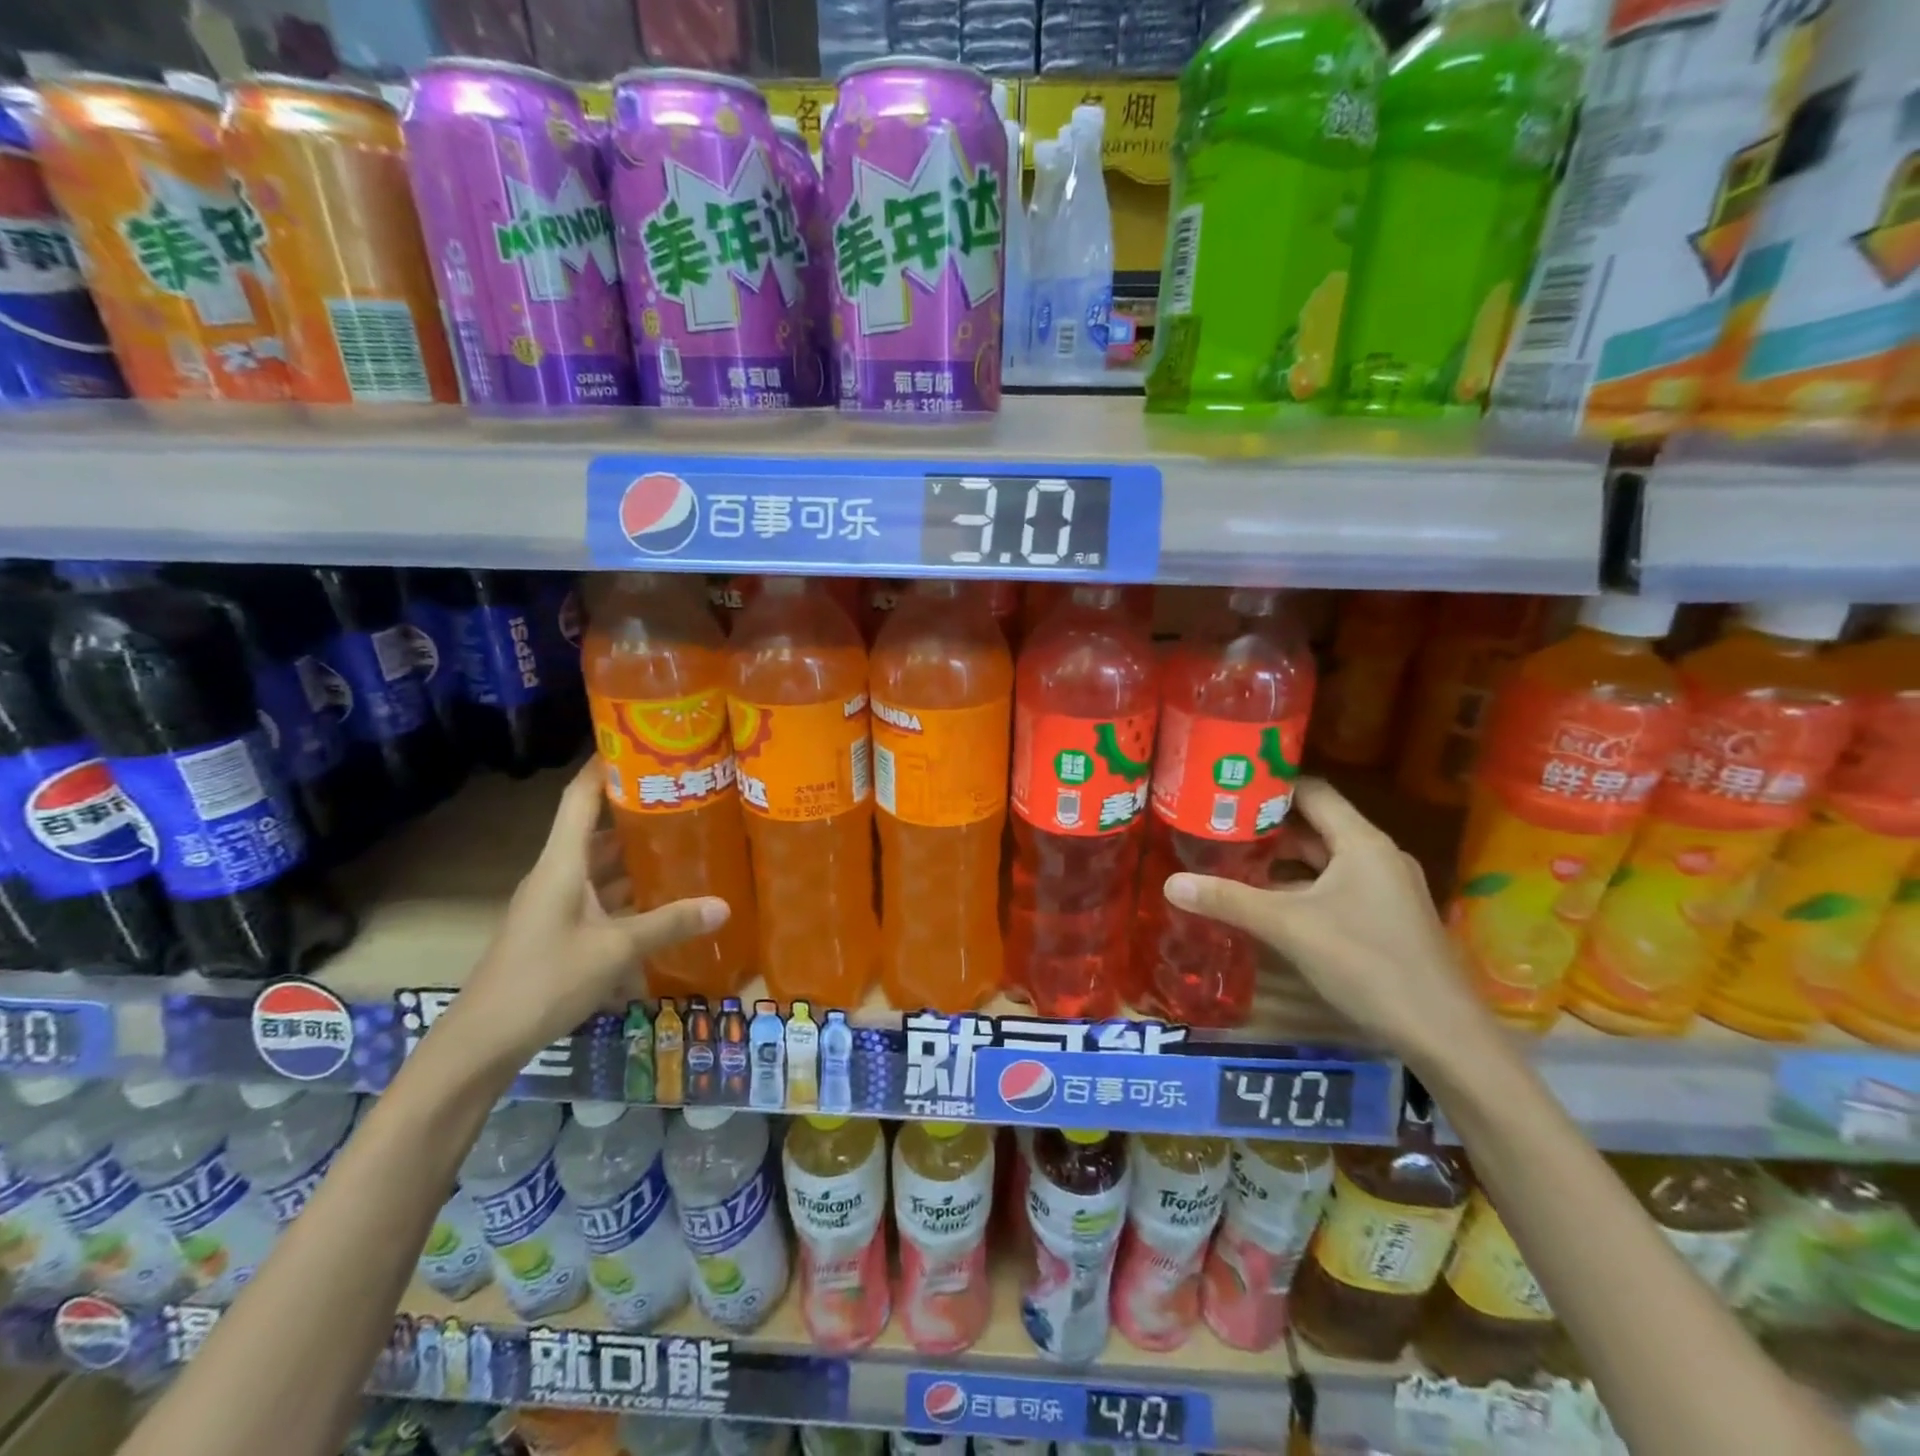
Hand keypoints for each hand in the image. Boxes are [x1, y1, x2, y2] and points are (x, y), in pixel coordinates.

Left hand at [450, 758, 728, 1070]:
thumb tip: (724, 905)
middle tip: (682, 794)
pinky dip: (626, 890)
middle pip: (594, 829)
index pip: (579, 798)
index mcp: (561, 864)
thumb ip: (669, 925)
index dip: (604, 767)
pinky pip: (597, 896)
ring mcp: (554, 905)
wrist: (482, 1042)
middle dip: (634, 810)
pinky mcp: (557, 930)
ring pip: (597, 866)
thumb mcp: (615, 950)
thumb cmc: (544, 980)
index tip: (637, 743)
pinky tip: (659, 896)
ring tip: (681, 839)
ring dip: (632, 854)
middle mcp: (555, 875)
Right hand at [1164, 777, 1491, 1069]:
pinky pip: (1334, 887)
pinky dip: (1299, 887)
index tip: (1225, 785)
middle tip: (1215, 824)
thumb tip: (1170, 883)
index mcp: (1362, 842)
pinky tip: (1265, 902)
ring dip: (1280, 861)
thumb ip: (1230, 901)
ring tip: (1229, 859)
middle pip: (1314, 825)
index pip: (1311, 792)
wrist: (1444, 1036)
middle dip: (1266, 826)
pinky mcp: (1385, 918)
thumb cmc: (1368, 964)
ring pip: (1323, 860)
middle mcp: (1376, 856)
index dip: (1269, 785)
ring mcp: (1384, 889)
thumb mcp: (1289, 928)